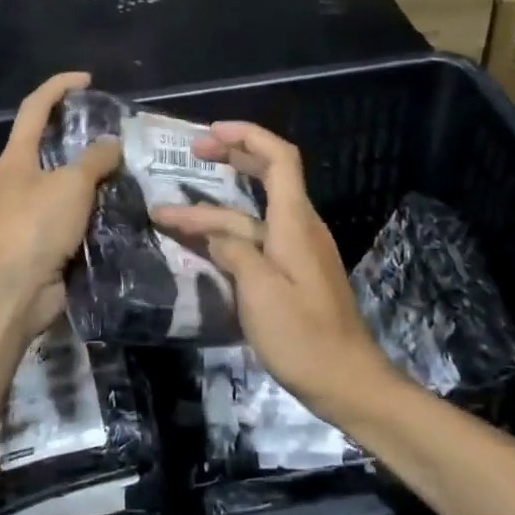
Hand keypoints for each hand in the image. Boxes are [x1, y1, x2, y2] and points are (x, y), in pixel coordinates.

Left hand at [0, 71, 121, 338]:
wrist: (12, 291)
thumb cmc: (35, 225)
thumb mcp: (70, 184)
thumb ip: (95, 159)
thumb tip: (112, 143)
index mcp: (18, 157)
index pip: (35, 108)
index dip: (59, 87)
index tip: (88, 80)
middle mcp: (22, 180)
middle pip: (51, 145)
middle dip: (82, 134)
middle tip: (118, 131)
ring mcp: (33, 212)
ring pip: (68, 182)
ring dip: (95, 175)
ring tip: (130, 168)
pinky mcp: (47, 240)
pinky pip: (76, 215)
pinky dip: (97, 208)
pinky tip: (124, 207)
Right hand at [151, 121, 398, 421]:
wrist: (346, 381)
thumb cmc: (303, 336)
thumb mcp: (260, 292)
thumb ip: (234, 252)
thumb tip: (215, 233)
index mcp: (295, 222)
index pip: (279, 159)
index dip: (247, 136)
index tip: (210, 133)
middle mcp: (299, 227)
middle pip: (268, 176)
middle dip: (232, 159)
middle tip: (193, 154)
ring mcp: (296, 251)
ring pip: (252, 216)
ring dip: (213, 211)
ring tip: (168, 214)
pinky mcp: (292, 274)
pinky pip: (256, 241)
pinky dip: (226, 236)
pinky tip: (199, 244)